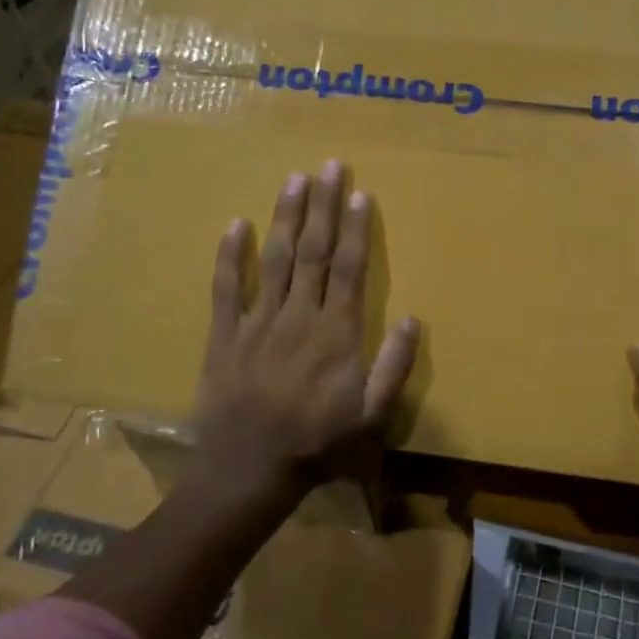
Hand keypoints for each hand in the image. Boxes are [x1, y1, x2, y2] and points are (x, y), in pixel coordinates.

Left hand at [192, 160, 419, 506]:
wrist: (248, 472)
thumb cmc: (318, 444)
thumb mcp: (372, 416)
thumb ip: (394, 366)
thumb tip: (413, 318)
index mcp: (336, 333)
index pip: (348, 268)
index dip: (355, 228)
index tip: (359, 193)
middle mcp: (299, 317)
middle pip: (313, 252)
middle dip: (323, 207)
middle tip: (328, 166)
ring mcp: (258, 323)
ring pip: (274, 259)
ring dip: (285, 217)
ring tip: (294, 179)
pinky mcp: (225, 336)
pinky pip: (226, 289)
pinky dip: (230, 256)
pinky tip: (235, 224)